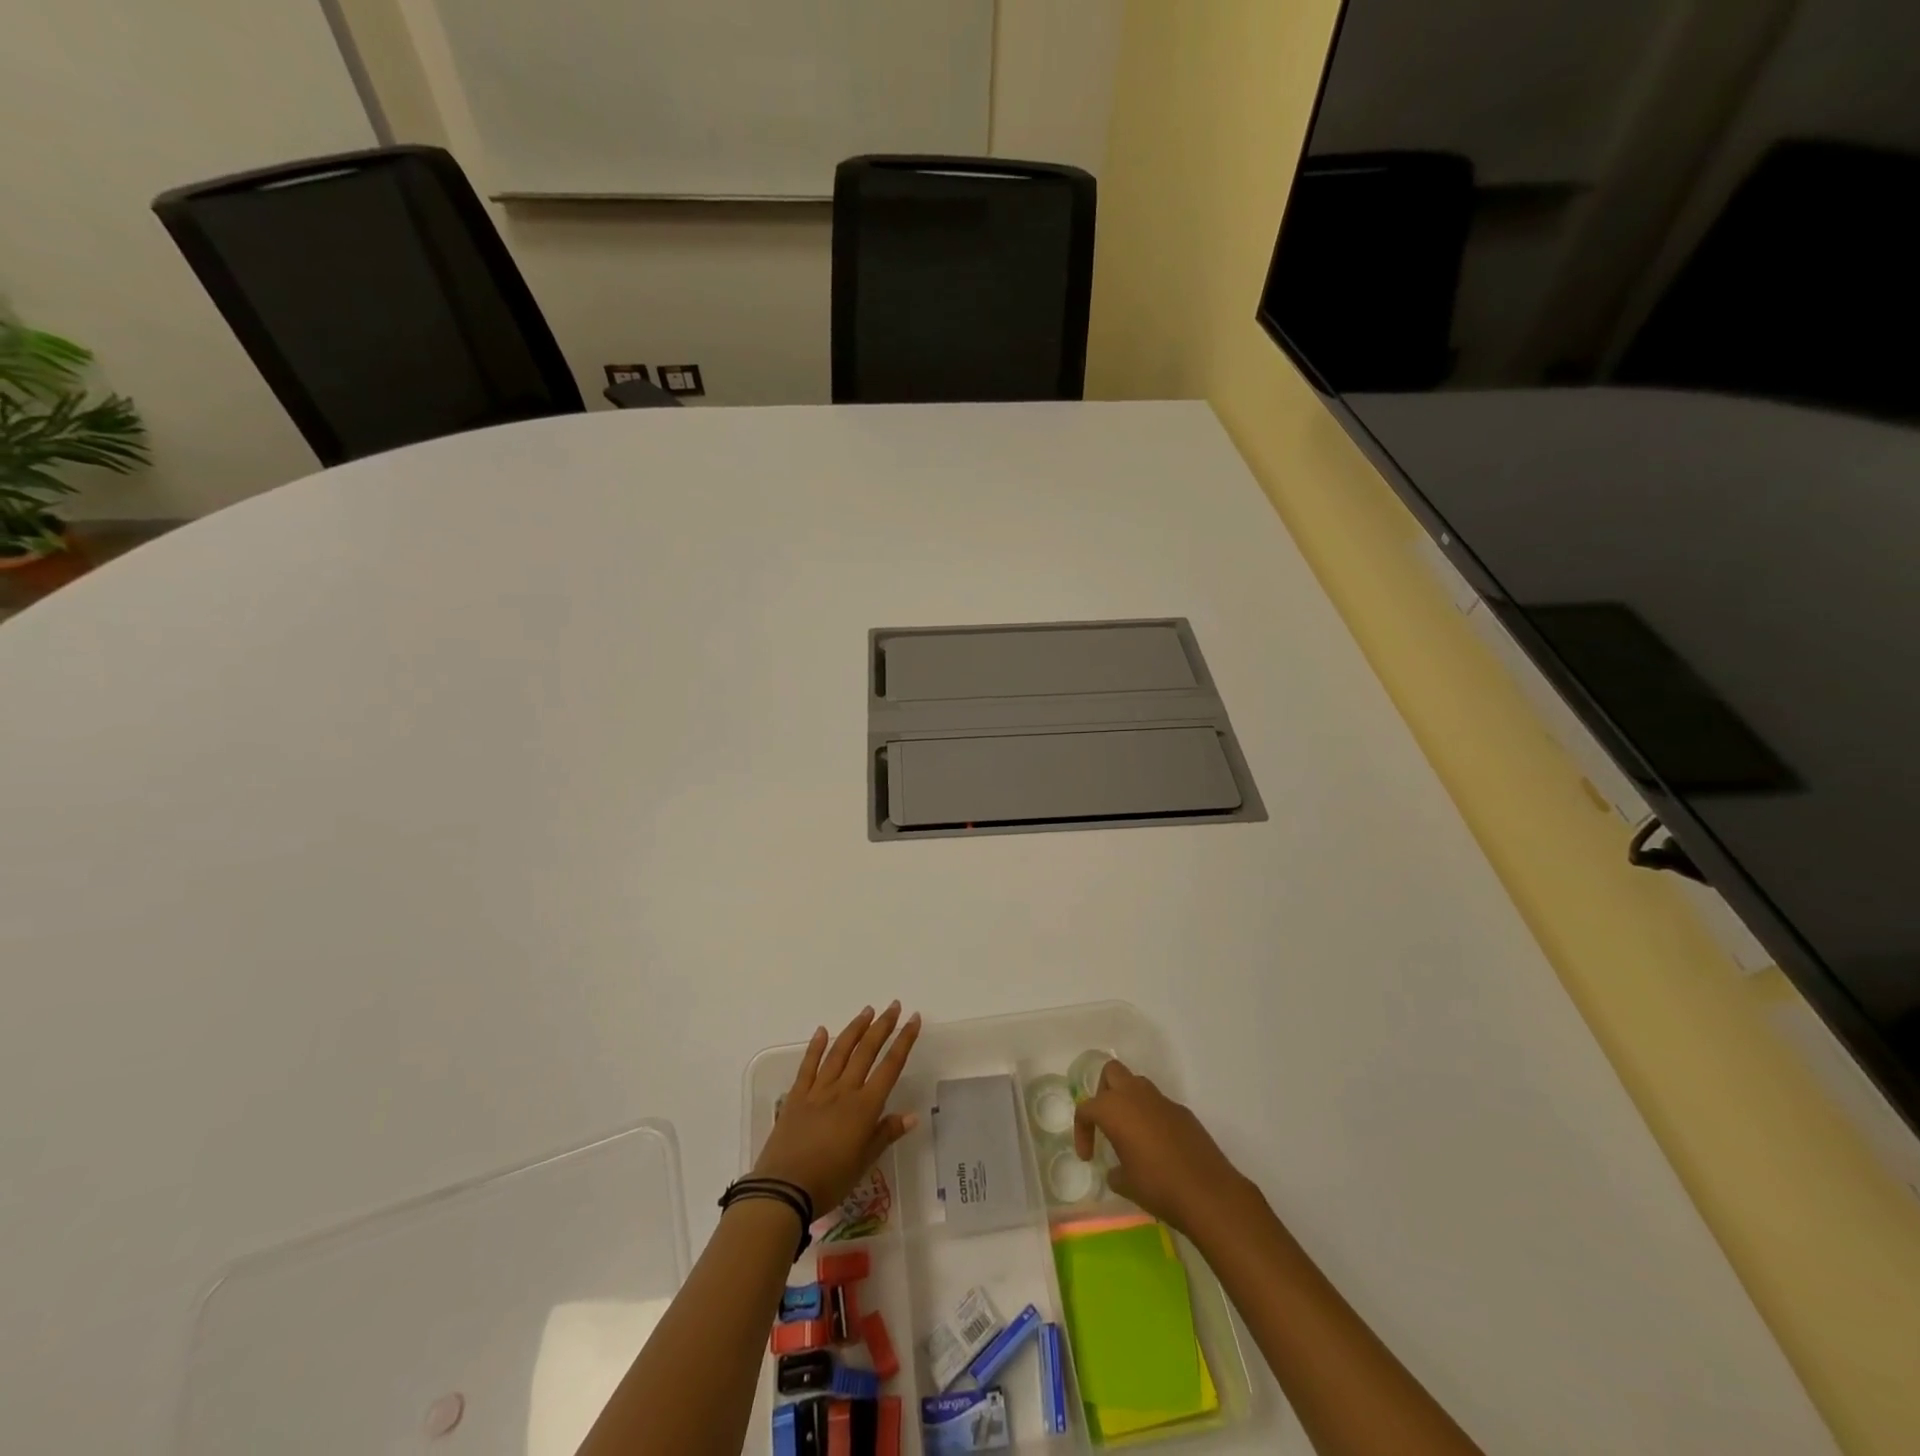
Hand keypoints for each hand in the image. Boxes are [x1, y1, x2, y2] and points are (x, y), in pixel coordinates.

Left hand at [751, 1003, 921, 1212]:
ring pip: (840, 1052)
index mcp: (864, 1107)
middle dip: (882, 1026)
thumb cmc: (830, 1180)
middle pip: (866, 1052)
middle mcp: (844, 1091)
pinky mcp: (797, 1096)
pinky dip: (816, 1047)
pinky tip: (822, 1031)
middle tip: (894, 1005)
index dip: (904, 1041)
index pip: (890, 1067)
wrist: (783, 1189)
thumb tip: (912, 1115)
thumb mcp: (864, 1162)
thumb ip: (886, 1134)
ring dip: (855, 1029)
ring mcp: (818, 1091)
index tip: (913, 1020)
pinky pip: (808, 1066)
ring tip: (867, 1011)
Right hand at [1073, 1059, 1251, 1234]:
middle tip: (1105, 1123)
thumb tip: (1115, 1172)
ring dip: (1128, 1101)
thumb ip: (1114, 1172)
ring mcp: (1162, 1100)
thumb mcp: (1126, 1184)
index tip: (1088, 1157)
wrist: (1208, 1192)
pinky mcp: (1183, 1112)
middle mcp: (1136, 1095)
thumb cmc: (1157, 1185)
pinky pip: (1159, 1105)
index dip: (1082, 1131)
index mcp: (1114, 1108)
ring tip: (1130, 1134)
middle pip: (1111, 1073)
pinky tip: (1158, 1147)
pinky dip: (1152, 1117)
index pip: (1086, 1108)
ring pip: (1137, 1084)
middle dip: (1103, 1092)